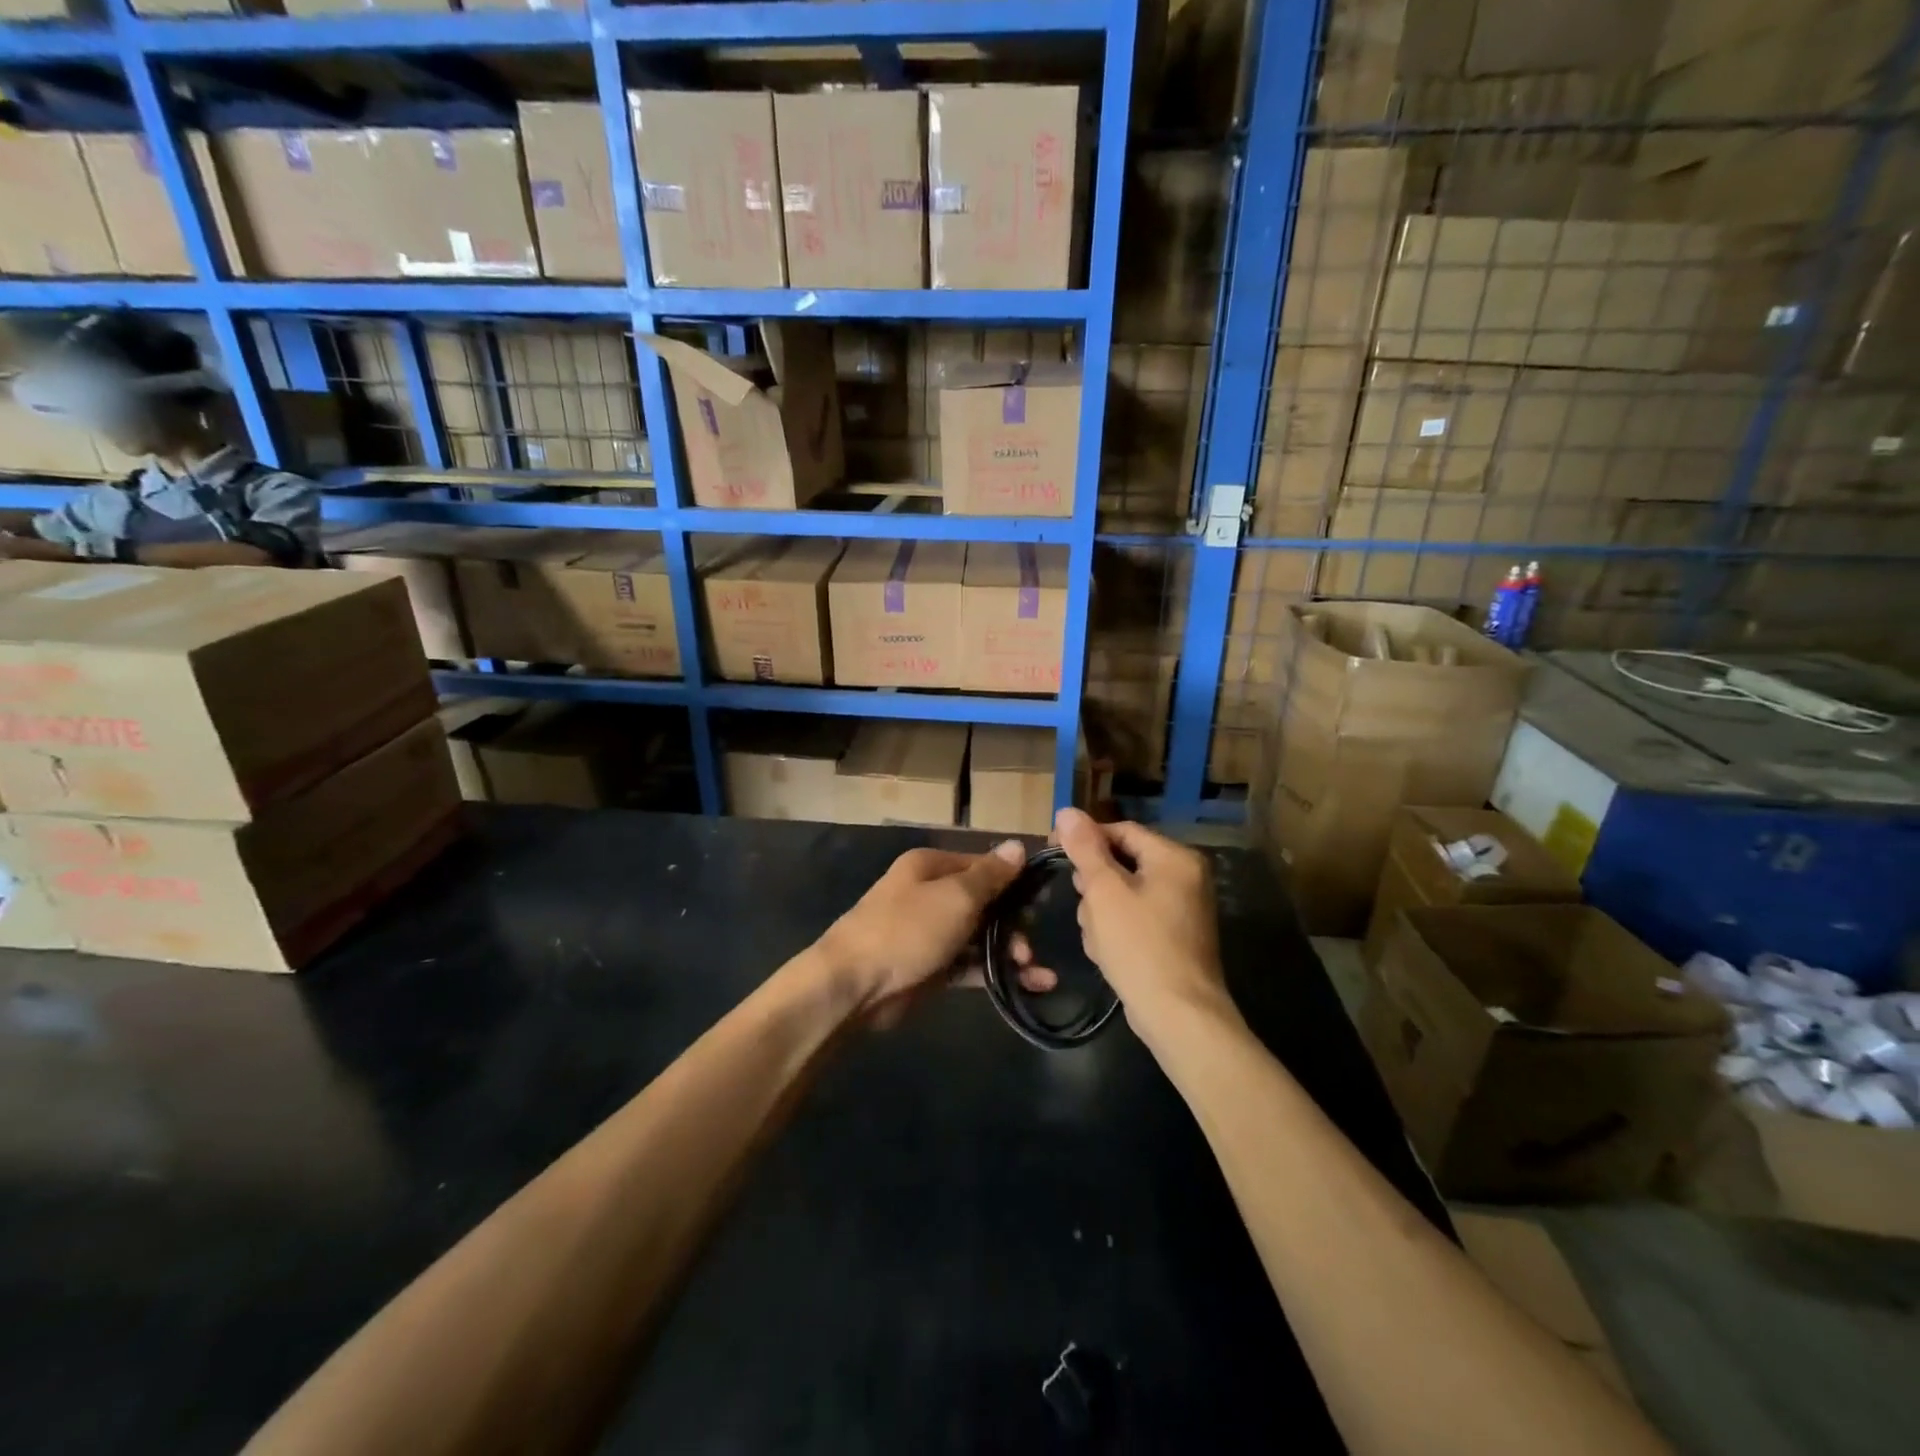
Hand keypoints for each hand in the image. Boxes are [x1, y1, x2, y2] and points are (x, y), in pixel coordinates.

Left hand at [818, 842, 1053, 1022]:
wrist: (854, 985)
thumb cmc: (908, 929)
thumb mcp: (956, 896)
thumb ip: (991, 875)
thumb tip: (1018, 845)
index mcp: (931, 867)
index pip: (983, 865)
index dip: (1014, 881)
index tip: (1042, 900)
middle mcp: (931, 895)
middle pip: (984, 903)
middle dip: (1014, 923)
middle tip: (1030, 945)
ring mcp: (930, 933)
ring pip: (980, 937)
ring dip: (1010, 952)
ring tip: (1035, 973)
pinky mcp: (931, 969)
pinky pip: (971, 966)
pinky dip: (996, 973)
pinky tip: (1029, 985)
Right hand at [1053, 808, 1228, 1037]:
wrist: (1179, 1016)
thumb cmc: (1140, 945)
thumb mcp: (1105, 892)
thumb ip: (1085, 849)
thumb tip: (1067, 811)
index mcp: (1174, 858)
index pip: (1120, 831)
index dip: (1084, 839)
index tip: (1053, 851)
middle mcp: (1184, 877)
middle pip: (1121, 863)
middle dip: (1095, 887)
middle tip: (1085, 910)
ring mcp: (1181, 910)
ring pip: (1122, 894)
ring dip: (1101, 913)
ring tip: (1098, 940)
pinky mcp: (1173, 937)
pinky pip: (1134, 919)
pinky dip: (1116, 931)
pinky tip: (1108, 954)